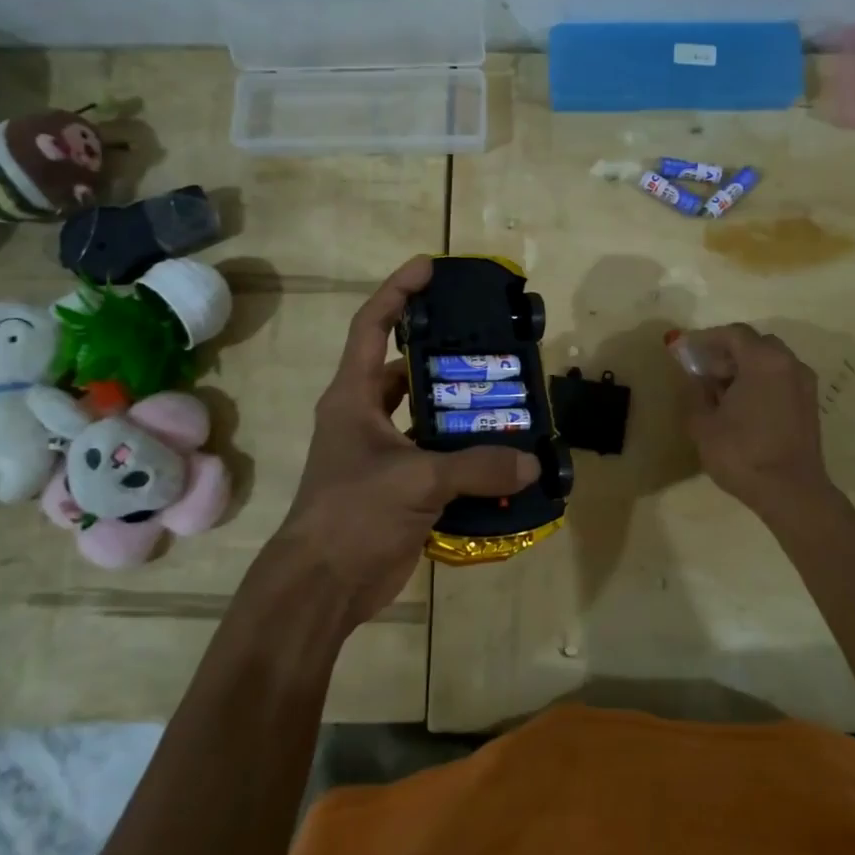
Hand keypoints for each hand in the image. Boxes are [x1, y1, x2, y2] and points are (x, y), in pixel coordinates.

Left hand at [272, 257, 540, 631]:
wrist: (322, 587)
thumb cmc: (352, 515)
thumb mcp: (415, 482)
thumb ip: (476, 467)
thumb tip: (532, 464)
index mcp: (353, 397)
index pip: (373, 327)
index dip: (398, 292)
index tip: (429, 267)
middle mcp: (365, 416)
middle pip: (405, 369)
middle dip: (444, 353)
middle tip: (489, 343)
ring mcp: (382, 453)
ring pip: (426, 415)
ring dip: (460, 408)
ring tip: (506, 396)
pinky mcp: (399, 487)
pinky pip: (439, 458)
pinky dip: (466, 456)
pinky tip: (502, 455)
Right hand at [670, 324, 833, 519]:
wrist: (790, 492)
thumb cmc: (742, 453)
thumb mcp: (703, 423)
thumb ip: (696, 392)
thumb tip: (697, 378)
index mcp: (764, 361)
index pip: (733, 334)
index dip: (705, 339)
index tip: (684, 350)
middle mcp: (789, 364)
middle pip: (754, 344)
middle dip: (726, 352)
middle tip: (703, 370)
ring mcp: (804, 384)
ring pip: (770, 362)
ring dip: (744, 368)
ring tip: (720, 391)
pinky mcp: (809, 405)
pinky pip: (781, 380)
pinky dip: (760, 382)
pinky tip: (742, 405)